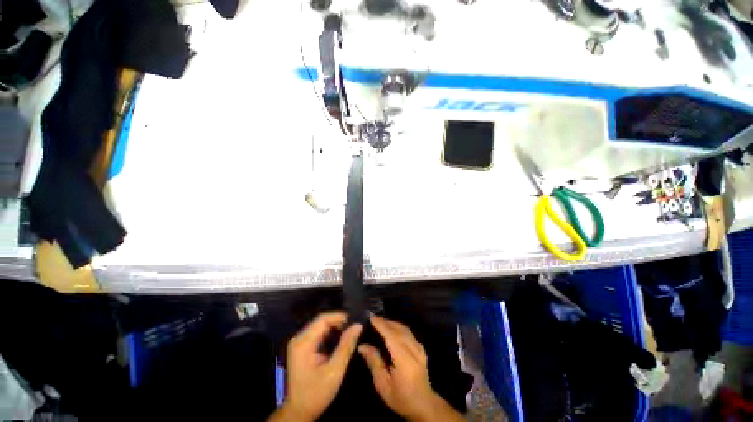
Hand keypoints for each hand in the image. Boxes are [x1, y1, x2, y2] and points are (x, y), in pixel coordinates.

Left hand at [269, 312, 362, 421]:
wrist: (298, 412)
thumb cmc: (316, 393)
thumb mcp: (334, 371)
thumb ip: (346, 346)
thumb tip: (358, 326)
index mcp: (303, 343)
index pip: (323, 319)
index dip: (339, 316)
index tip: (354, 321)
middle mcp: (299, 338)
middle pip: (321, 321)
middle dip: (338, 322)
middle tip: (354, 328)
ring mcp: (299, 343)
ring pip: (320, 326)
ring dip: (335, 327)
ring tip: (349, 333)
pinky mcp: (301, 347)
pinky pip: (317, 333)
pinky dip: (329, 334)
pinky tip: (339, 340)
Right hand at [358, 315, 463, 421]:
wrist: (424, 405)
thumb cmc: (401, 398)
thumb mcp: (383, 385)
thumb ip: (374, 362)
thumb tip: (362, 346)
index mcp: (404, 360)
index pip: (391, 336)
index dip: (381, 325)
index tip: (371, 317)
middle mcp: (414, 351)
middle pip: (399, 329)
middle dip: (385, 322)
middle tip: (373, 318)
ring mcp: (420, 349)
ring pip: (405, 329)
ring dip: (392, 323)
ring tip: (381, 322)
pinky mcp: (422, 349)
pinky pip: (409, 333)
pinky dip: (399, 328)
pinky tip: (393, 329)